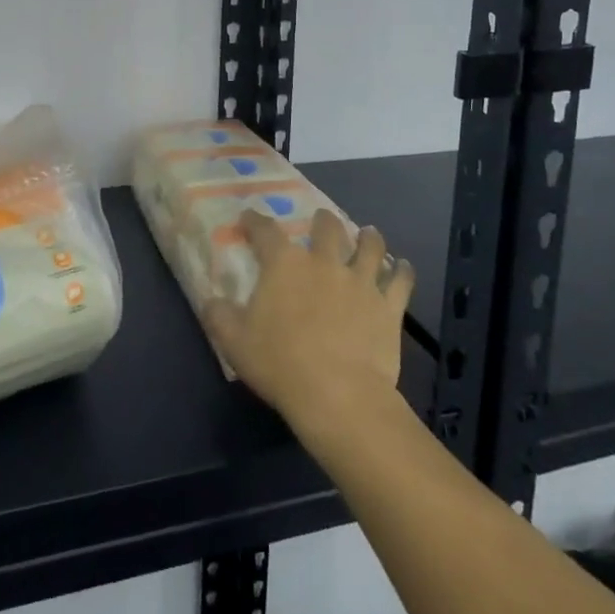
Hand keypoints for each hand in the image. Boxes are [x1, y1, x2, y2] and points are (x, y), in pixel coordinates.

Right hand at [204, 210, 414, 437]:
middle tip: (321, 221)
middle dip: (323, 220)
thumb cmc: (281, 364)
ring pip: (370, 245)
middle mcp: (324, 262)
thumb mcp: (234, 342)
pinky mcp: (388, 305)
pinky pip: (400, 280)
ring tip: (367, 234)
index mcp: (284, 264)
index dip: (255, 220)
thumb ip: (219, 315)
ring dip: (368, 237)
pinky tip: (402, 267)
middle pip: (327, 227)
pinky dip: (402, 271)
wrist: (339, 395)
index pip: (265, 230)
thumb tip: (211, 300)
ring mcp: (360, 280)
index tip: (250, 218)